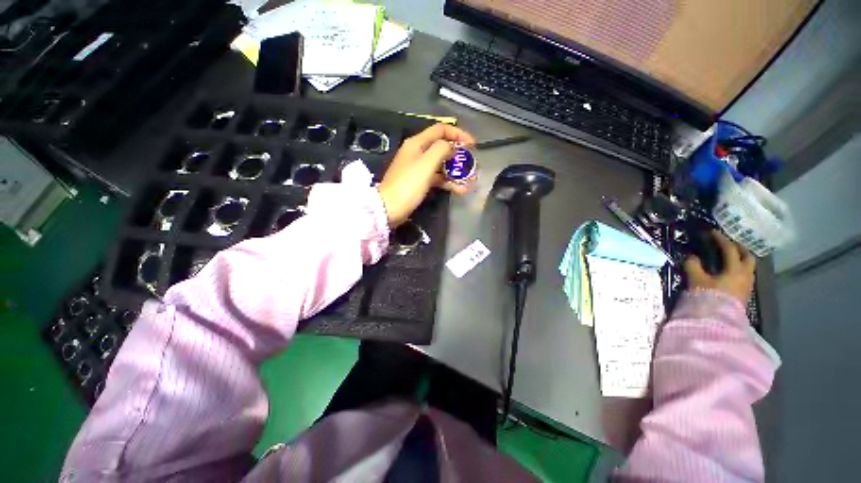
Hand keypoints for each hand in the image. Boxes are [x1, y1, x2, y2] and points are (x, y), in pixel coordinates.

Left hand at [378, 123, 475, 226]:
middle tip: (471, 164)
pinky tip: (460, 189)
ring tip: (470, 180)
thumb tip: (452, 147)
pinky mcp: (419, 182)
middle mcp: (418, 152)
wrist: (390, 208)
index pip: (441, 130)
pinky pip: (437, 178)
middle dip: (459, 155)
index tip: (472, 145)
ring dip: (456, 171)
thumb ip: (441, 150)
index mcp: (417, 143)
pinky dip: (448, 182)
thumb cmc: (408, 184)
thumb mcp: (426, 164)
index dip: (458, 134)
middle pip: (442, 147)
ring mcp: (418, 168)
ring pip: (441, 164)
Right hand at [684, 230, 755, 303]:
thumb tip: (691, 256)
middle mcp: (745, 275)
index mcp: (735, 269)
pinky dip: (738, 269)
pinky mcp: (744, 293)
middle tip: (727, 243)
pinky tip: (728, 272)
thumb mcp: (696, 280)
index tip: (711, 232)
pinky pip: (745, 276)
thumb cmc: (708, 297)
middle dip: (738, 248)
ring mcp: (747, 285)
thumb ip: (693, 266)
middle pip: (747, 256)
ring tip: (728, 257)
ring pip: (748, 267)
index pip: (729, 249)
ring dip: (740, 259)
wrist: (718, 321)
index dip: (720, 239)